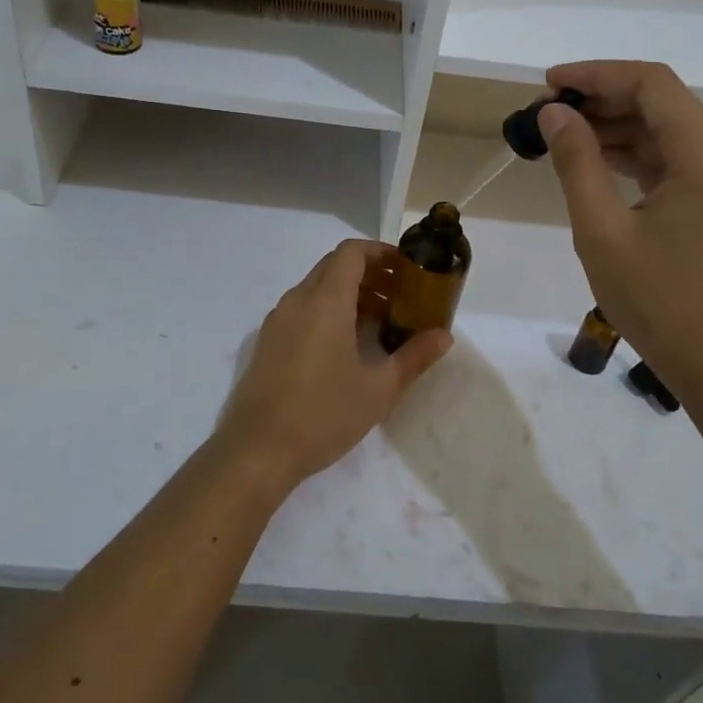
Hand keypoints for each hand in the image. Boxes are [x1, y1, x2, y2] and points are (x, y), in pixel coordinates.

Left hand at [213, 239, 452, 496]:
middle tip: (399, 296)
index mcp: (325, 302)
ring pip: (316, 288)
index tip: (406, 269)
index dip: (380, 252)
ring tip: (379, 323)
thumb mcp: (379, 389)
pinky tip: (345, 346)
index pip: (351, 253)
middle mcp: (297, 301)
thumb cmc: (324, 415)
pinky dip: (327, 311)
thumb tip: (444, 336)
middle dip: (369, 273)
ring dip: (348, 294)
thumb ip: (414, 357)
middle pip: (334, 267)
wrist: (258, 451)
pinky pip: (301, 309)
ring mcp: (277, 321)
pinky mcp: (267, 342)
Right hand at [537, 61, 702, 399]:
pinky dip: (637, 155)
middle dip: (602, 100)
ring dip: (617, 127)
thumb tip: (553, 113)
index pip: (651, 84)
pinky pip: (678, 160)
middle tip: (545, 116)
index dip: (596, 75)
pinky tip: (597, 163)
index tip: (546, 85)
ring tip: (561, 137)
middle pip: (662, 102)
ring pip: (669, 130)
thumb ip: (577, 163)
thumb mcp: (602, 231)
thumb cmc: (659, 301)